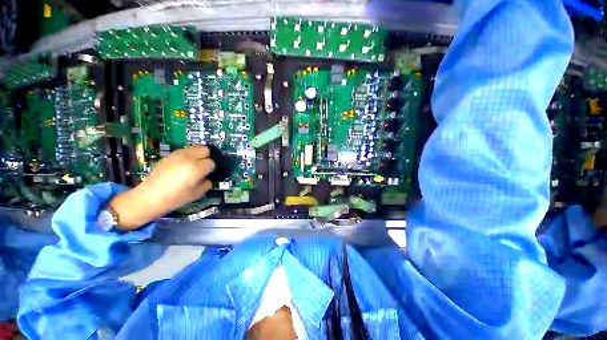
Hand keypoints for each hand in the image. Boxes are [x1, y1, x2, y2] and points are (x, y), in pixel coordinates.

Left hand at [109, 146, 215, 230]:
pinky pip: (184, 151)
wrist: (149, 197)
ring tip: (192, 165)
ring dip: (197, 155)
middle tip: (202, 167)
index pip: (211, 162)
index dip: (211, 169)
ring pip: (194, 148)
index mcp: (197, 168)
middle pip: (205, 149)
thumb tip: (207, 178)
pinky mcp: (169, 155)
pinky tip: (182, 166)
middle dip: (206, 157)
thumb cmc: (175, 198)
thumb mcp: (197, 193)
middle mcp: (188, 157)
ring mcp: (177, 154)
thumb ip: (206, 183)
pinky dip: (187, 156)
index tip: (207, 175)